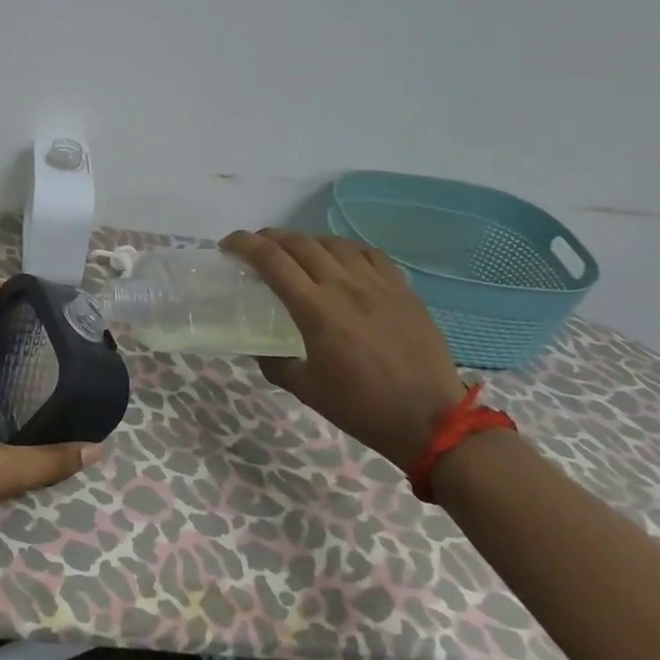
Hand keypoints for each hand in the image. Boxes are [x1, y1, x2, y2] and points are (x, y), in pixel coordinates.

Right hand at [222, 229, 468, 472]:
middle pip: (299, 243)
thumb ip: (274, 361)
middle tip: (256, 247)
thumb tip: (258, 346)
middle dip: (270, 238)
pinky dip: (345, 248)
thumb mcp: (305, 389)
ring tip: (295, 251)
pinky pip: (369, 253)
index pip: (271, 260)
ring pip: (333, 243)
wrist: (431, 421)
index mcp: (315, 309)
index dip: (244, 245)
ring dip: (306, 240)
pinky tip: (340, 258)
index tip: (228, 245)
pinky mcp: (402, 289)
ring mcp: (376, 284)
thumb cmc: (362, 408)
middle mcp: (343, 286)